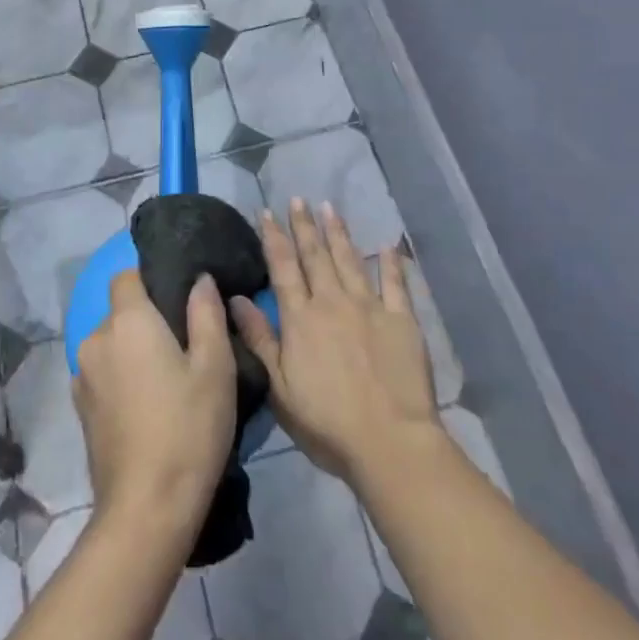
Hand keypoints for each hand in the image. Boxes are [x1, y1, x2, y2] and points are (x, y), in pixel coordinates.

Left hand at [73, 268, 236, 532]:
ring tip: (167, 380)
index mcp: (127, 321)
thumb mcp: (215, 367)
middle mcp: (96, 339)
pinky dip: (121, 377)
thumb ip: (207, 314)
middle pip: (119, 311)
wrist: (147, 508)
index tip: (177, 299)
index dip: (150, 279)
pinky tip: (146, 406)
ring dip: (132, 351)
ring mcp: (83, 376)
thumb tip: (199, 279)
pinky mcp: (80, 409)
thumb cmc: (189, 428)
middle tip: (183, 345)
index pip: (126, 276)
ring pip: (111, 344)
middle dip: (146, 319)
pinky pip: (102, 373)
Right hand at [230, 200, 440, 485]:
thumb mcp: (279, 386)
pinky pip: (395, 284)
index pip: (283, 267)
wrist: (390, 440)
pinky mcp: (403, 320)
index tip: (266, 212)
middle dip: (304, 225)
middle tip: (298, 198)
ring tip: (329, 207)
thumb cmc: (327, 421)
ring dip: (338, 232)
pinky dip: (391, 263)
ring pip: (349, 260)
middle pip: (315, 256)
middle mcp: (332, 302)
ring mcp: (370, 307)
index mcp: (301, 318)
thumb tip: (236, 298)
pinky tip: (387, 244)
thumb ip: (259, 339)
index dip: (273, 237)